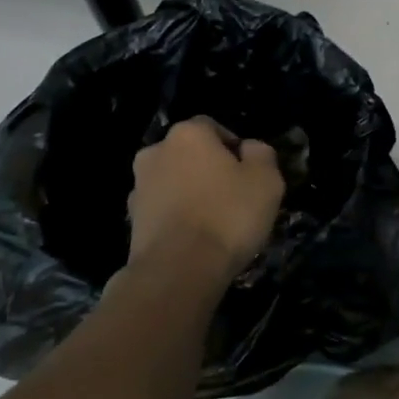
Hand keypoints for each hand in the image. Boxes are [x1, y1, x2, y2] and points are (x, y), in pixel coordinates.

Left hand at [127, 116, 284, 285]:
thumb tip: (249, 149)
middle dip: (209, 170)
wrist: (177, 271)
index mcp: (188, 134)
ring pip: (174, 182)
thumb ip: (261, 154)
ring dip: (191, 193)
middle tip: (234, 197)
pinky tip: (195, 239)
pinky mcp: (132, 220)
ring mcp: (139, 186)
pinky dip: (177, 217)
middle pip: (190, 154)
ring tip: (214, 223)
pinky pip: (163, 209)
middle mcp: (156, 151)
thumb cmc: (227, 216)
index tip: (249, 174)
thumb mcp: (266, 180)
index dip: (234, 148)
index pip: (214, 128)